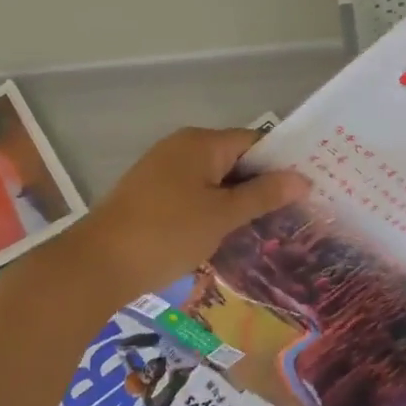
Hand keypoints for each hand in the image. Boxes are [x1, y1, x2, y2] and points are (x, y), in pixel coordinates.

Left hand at [74, 127, 309, 297]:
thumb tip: (302, 178)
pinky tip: (227, 235)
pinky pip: (194, 194)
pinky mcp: (151, 194)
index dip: (282, 163)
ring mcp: (163, 170)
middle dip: (262, 185)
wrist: (97, 264)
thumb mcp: (222, 216)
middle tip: (293, 214)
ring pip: (214, 180)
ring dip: (238, 201)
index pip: (255, 142)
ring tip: (267, 229)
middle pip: (234, 159)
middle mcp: (182, 147)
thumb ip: (263, 195)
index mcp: (201, 143)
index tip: (308, 190)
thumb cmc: (167, 233)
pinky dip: (213, 210)